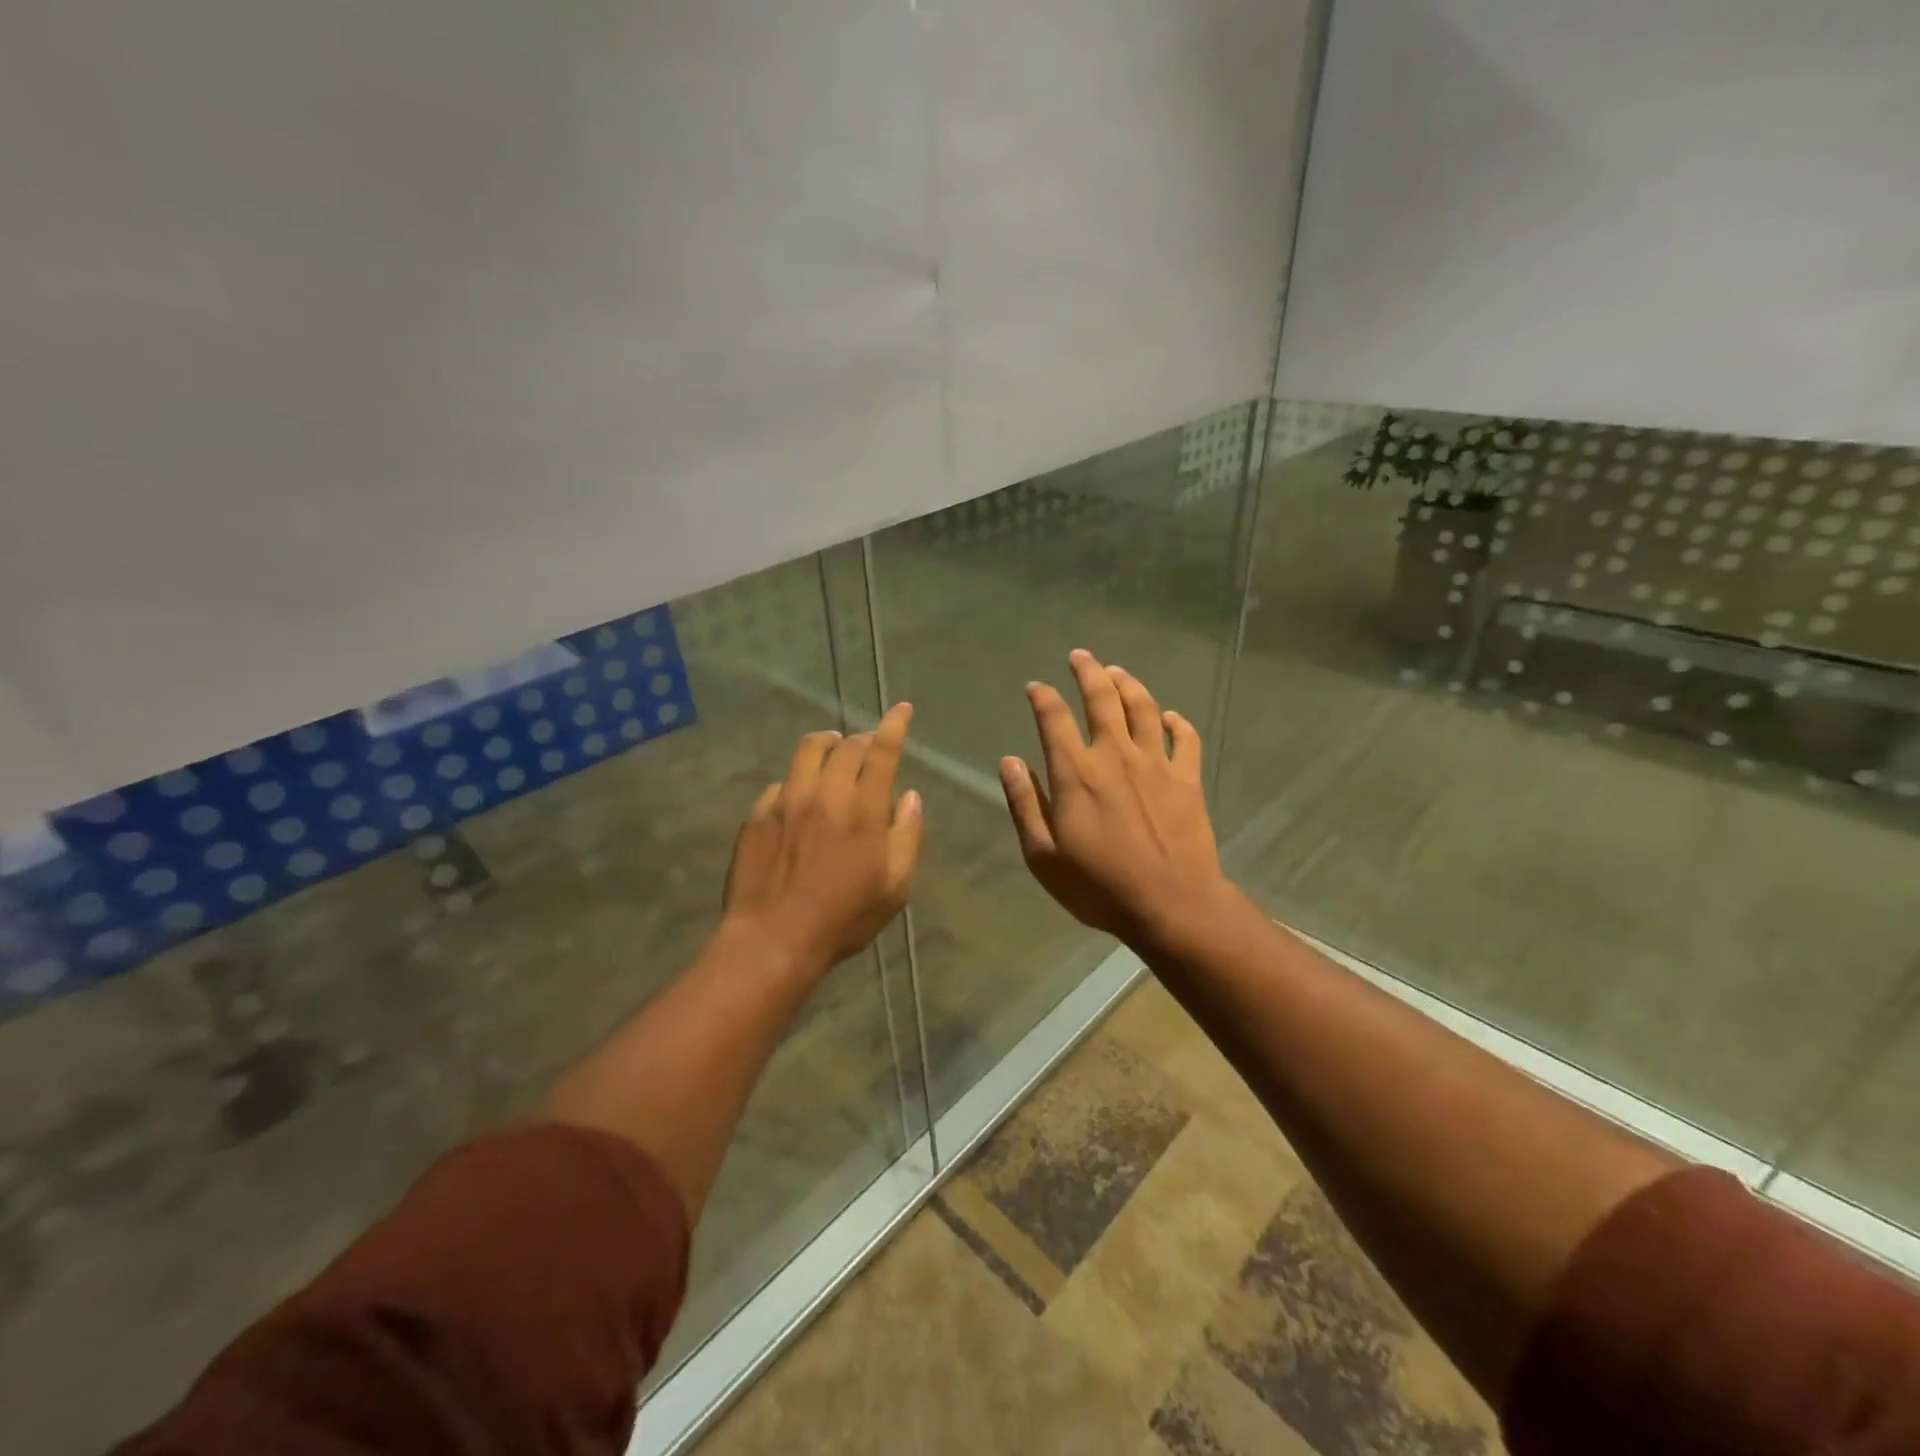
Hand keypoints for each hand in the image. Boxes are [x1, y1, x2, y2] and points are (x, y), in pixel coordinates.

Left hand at [722, 702, 923, 976]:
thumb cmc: (844, 917)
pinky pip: (781, 782)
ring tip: (833, 746)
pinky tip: (798, 794)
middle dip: (863, 738)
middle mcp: (825, 793)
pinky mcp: (758, 814)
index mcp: (863, 808)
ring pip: (808, 751)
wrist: (773, 938)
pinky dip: (797, 779)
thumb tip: (910, 798)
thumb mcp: (895, 886)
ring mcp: (787, 800)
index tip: (902, 708)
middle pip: (846, 746)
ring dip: (827, 742)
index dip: (894, 725)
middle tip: (869, 745)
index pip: (882, 751)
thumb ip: (908, 836)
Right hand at [1000, 650, 1229, 946]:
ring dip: (1128, 684)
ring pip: (1143, 708)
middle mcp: (1115, 755)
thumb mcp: (1043, 855)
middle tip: (1080, 656)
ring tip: (1117, 672)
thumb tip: (1010, 761)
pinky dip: (1176, 722)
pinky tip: (1169, 716)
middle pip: (1102, 699)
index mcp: (1075, 773)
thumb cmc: (1099, 886)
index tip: (1036, 686)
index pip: (1054, 719)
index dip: (1043, 697)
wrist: (1171, 904)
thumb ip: (1024, 804)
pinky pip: (1185, 738)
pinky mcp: (1187, 779)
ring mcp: (1155, 764)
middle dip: (1088, 672)